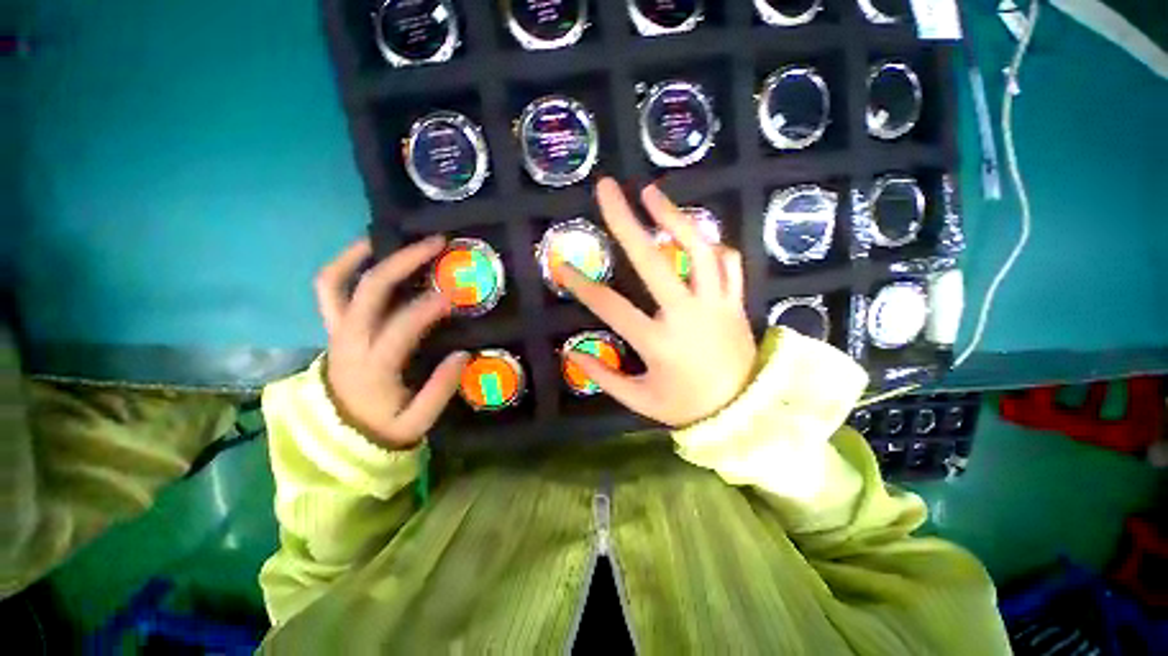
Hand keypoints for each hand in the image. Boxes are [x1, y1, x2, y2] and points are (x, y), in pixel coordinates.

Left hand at [314, 236, 468, 448]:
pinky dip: (343, 265)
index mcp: (372, 367)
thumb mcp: (417, 423)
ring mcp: (335, 331)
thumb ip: (440, 389)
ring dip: (363, 253)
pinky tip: (366, 252)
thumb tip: (463, 354)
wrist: (338, 438)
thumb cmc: (382, 429)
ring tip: (391, 234)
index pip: (401, 326)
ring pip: (336, 282)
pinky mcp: (333, 328)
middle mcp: (348, 342)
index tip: (455, 293)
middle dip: (403, 261)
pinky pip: (328, 289)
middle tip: (435, 244)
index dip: (429, 306)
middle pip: (369, 290)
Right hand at [558, 178, 757, 426]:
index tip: (561, 265)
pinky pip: (729, 262)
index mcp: (658, 343)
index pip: (611, 307)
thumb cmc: (686, 407)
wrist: (744, 412)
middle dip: (625, 221)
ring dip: (674, 217)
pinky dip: (712, 244)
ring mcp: (715, 304)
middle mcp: (686, 315)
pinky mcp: (736, 302)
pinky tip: (696, 236)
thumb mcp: (639, 400)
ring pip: (698, 249)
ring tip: (651, 194)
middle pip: (652, 260)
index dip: (582, 286)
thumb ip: (604, 376)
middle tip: (606, 189)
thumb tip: (571, 352)